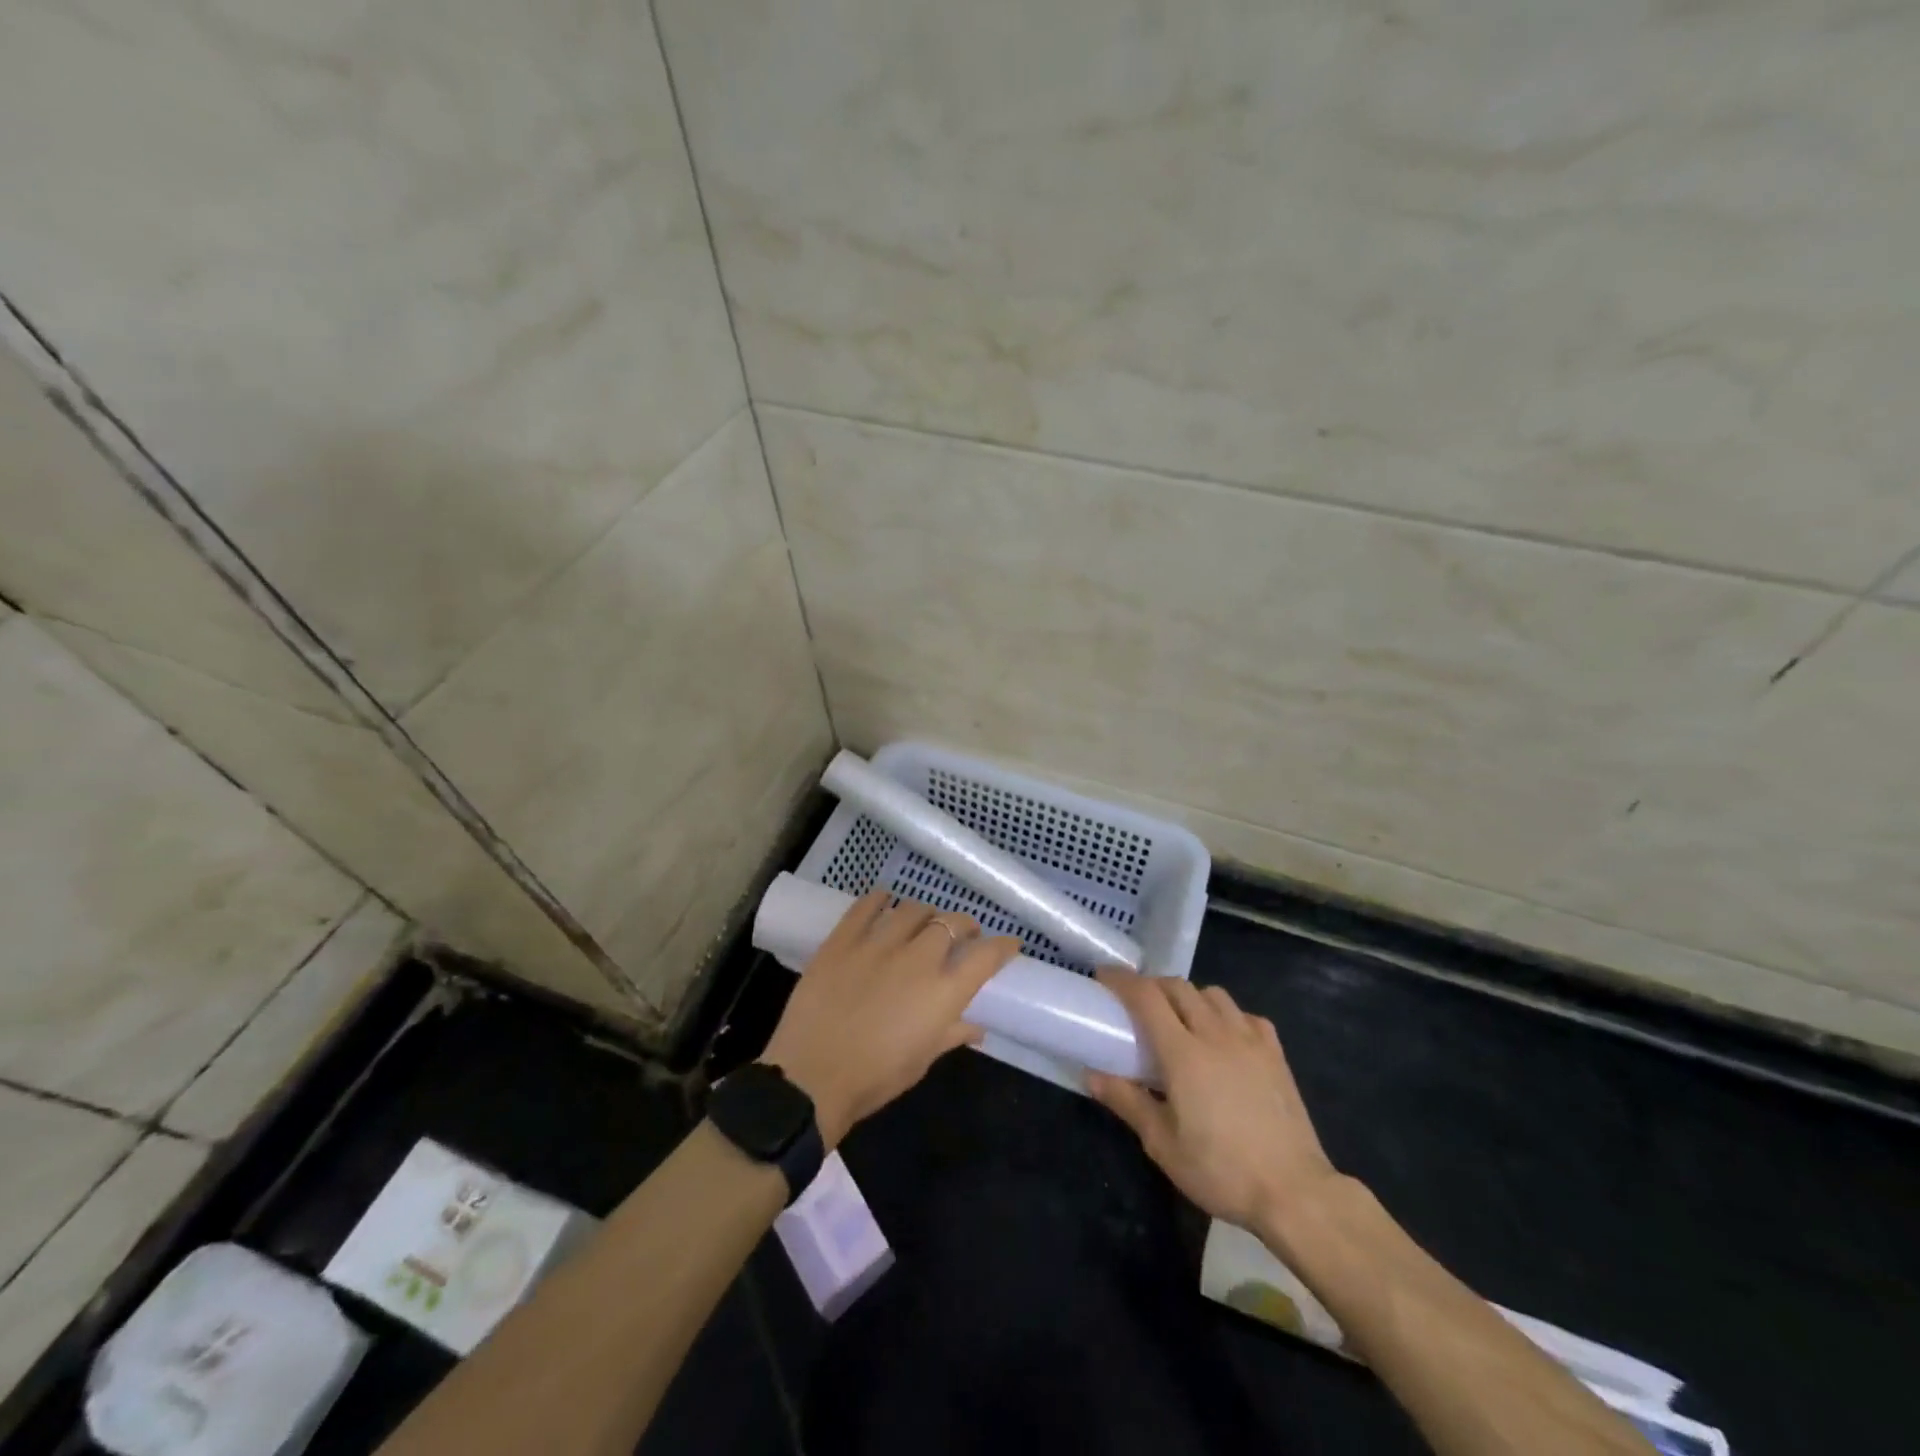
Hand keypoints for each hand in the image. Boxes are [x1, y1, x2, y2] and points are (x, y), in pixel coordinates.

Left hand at [761, 891, 1020, 1147]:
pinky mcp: (843, 939)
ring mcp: (878, 944)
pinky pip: (866, 906)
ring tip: (924, 920)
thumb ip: (951, 1035)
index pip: (986, 956)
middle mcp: (918, 959)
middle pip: (951, 924)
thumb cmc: (874, 1078)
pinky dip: (880, 898)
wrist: (811, 1076)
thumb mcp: (921, 1061)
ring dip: (926, 913)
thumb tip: (975, 1027)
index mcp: (943, 992)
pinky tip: (884, 898)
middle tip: (962, 934)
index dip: (1002, 946)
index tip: (1009, 943)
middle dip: (964, 925)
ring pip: (913, 909)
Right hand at [1087, 969, 1342, 1238]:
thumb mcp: (1162, 1144)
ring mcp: (1250, 1040)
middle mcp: (1215, 1034)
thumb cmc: (1221, 1171)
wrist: (1294, 1192)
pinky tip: (1224, 1036)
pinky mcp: (1275, 1053)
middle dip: (1152, 986)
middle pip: (1178, 987)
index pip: (1146, 997)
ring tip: (1179, 1018)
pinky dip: (1226, 1014)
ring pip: (1213, 994)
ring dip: (1189, 996)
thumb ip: (1127, 1101)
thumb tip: (1091, 1074)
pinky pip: (1246, 1015)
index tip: (1103, 977)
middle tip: (1136, 1002)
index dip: (1122, 980)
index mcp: (1183, 1052)